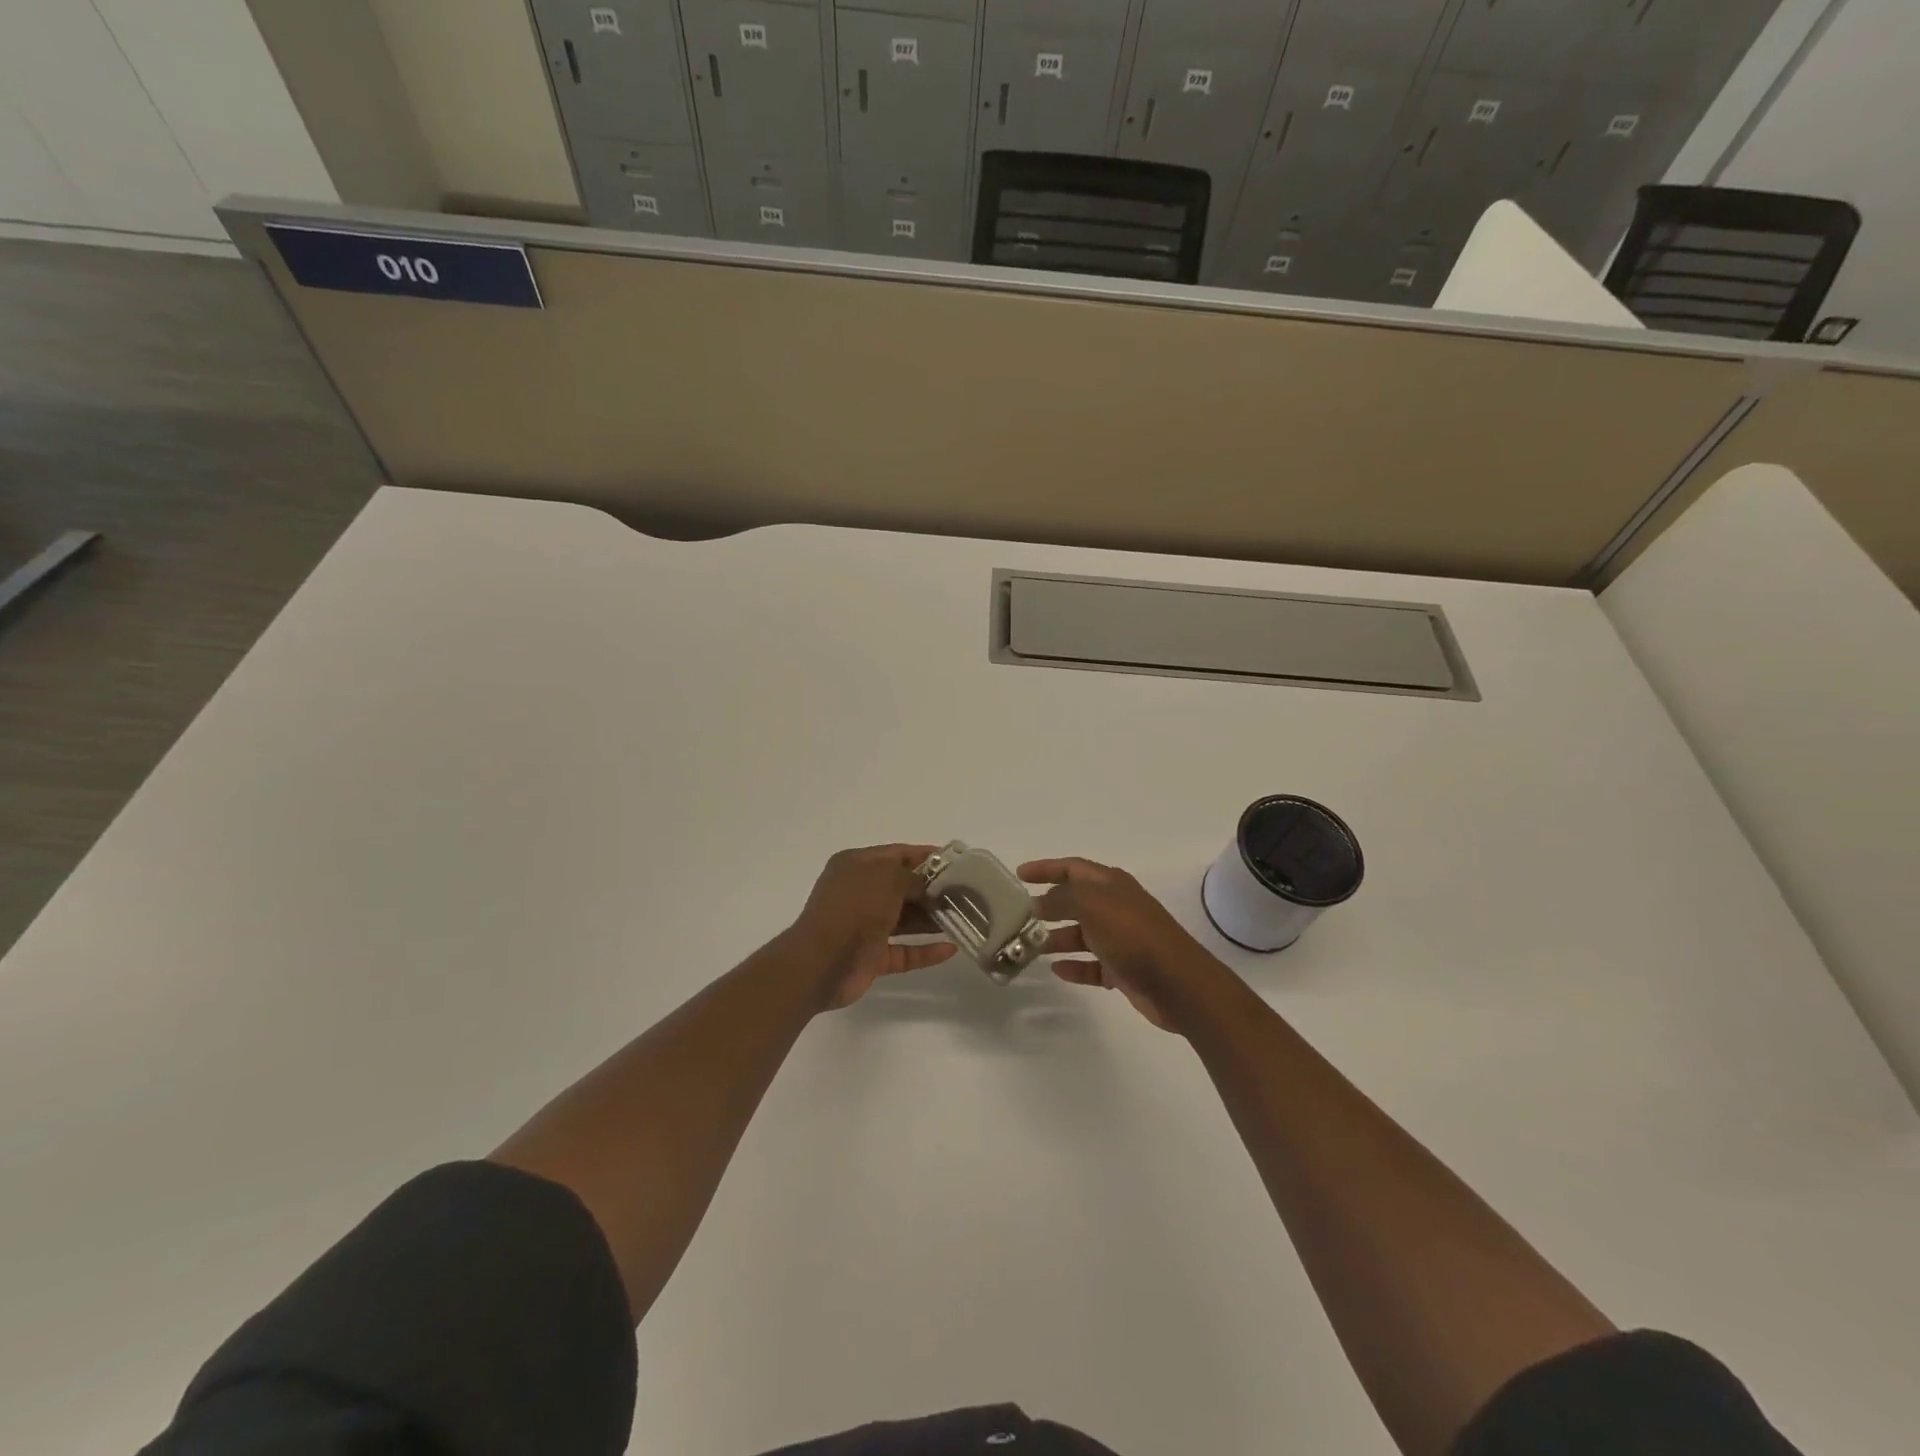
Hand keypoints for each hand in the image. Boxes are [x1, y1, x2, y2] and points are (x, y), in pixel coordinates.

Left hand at [791, 845, 956, 1009]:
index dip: (927, 857)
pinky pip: (904, 951)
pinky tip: (950, 949)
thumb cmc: (854, 908)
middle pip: (902, 888)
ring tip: (965, 919)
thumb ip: (912, 877)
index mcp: (856, 866)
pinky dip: (925, 951)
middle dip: (932, 890)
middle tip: (966, 894)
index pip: (897, 854)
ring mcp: (864, 926)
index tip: (957, 863)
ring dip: (932, 919)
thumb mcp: (887, 878)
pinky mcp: (871, 957)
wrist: (821, 963)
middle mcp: (859, 893)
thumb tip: (927, 885)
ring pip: (905, 920)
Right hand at [1020, 857, 1233, 1032]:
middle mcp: (1116, 907)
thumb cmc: (1133, 935)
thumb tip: (1038, 903)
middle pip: (1075, 901)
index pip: (1072, 868)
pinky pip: (1093, 965)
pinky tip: (1056, 971)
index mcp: (1111, 884)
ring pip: (1082, 934)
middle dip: (1048, 906)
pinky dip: (1075, 966)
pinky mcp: (1124, 969)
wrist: (1178, 983)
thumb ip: (1061, 899)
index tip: (1019, 875)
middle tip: (1019, 916)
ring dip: (1057, 938)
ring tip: (1029, 947)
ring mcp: (1121, 939)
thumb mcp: (1092, 906)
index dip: (1046, 869)